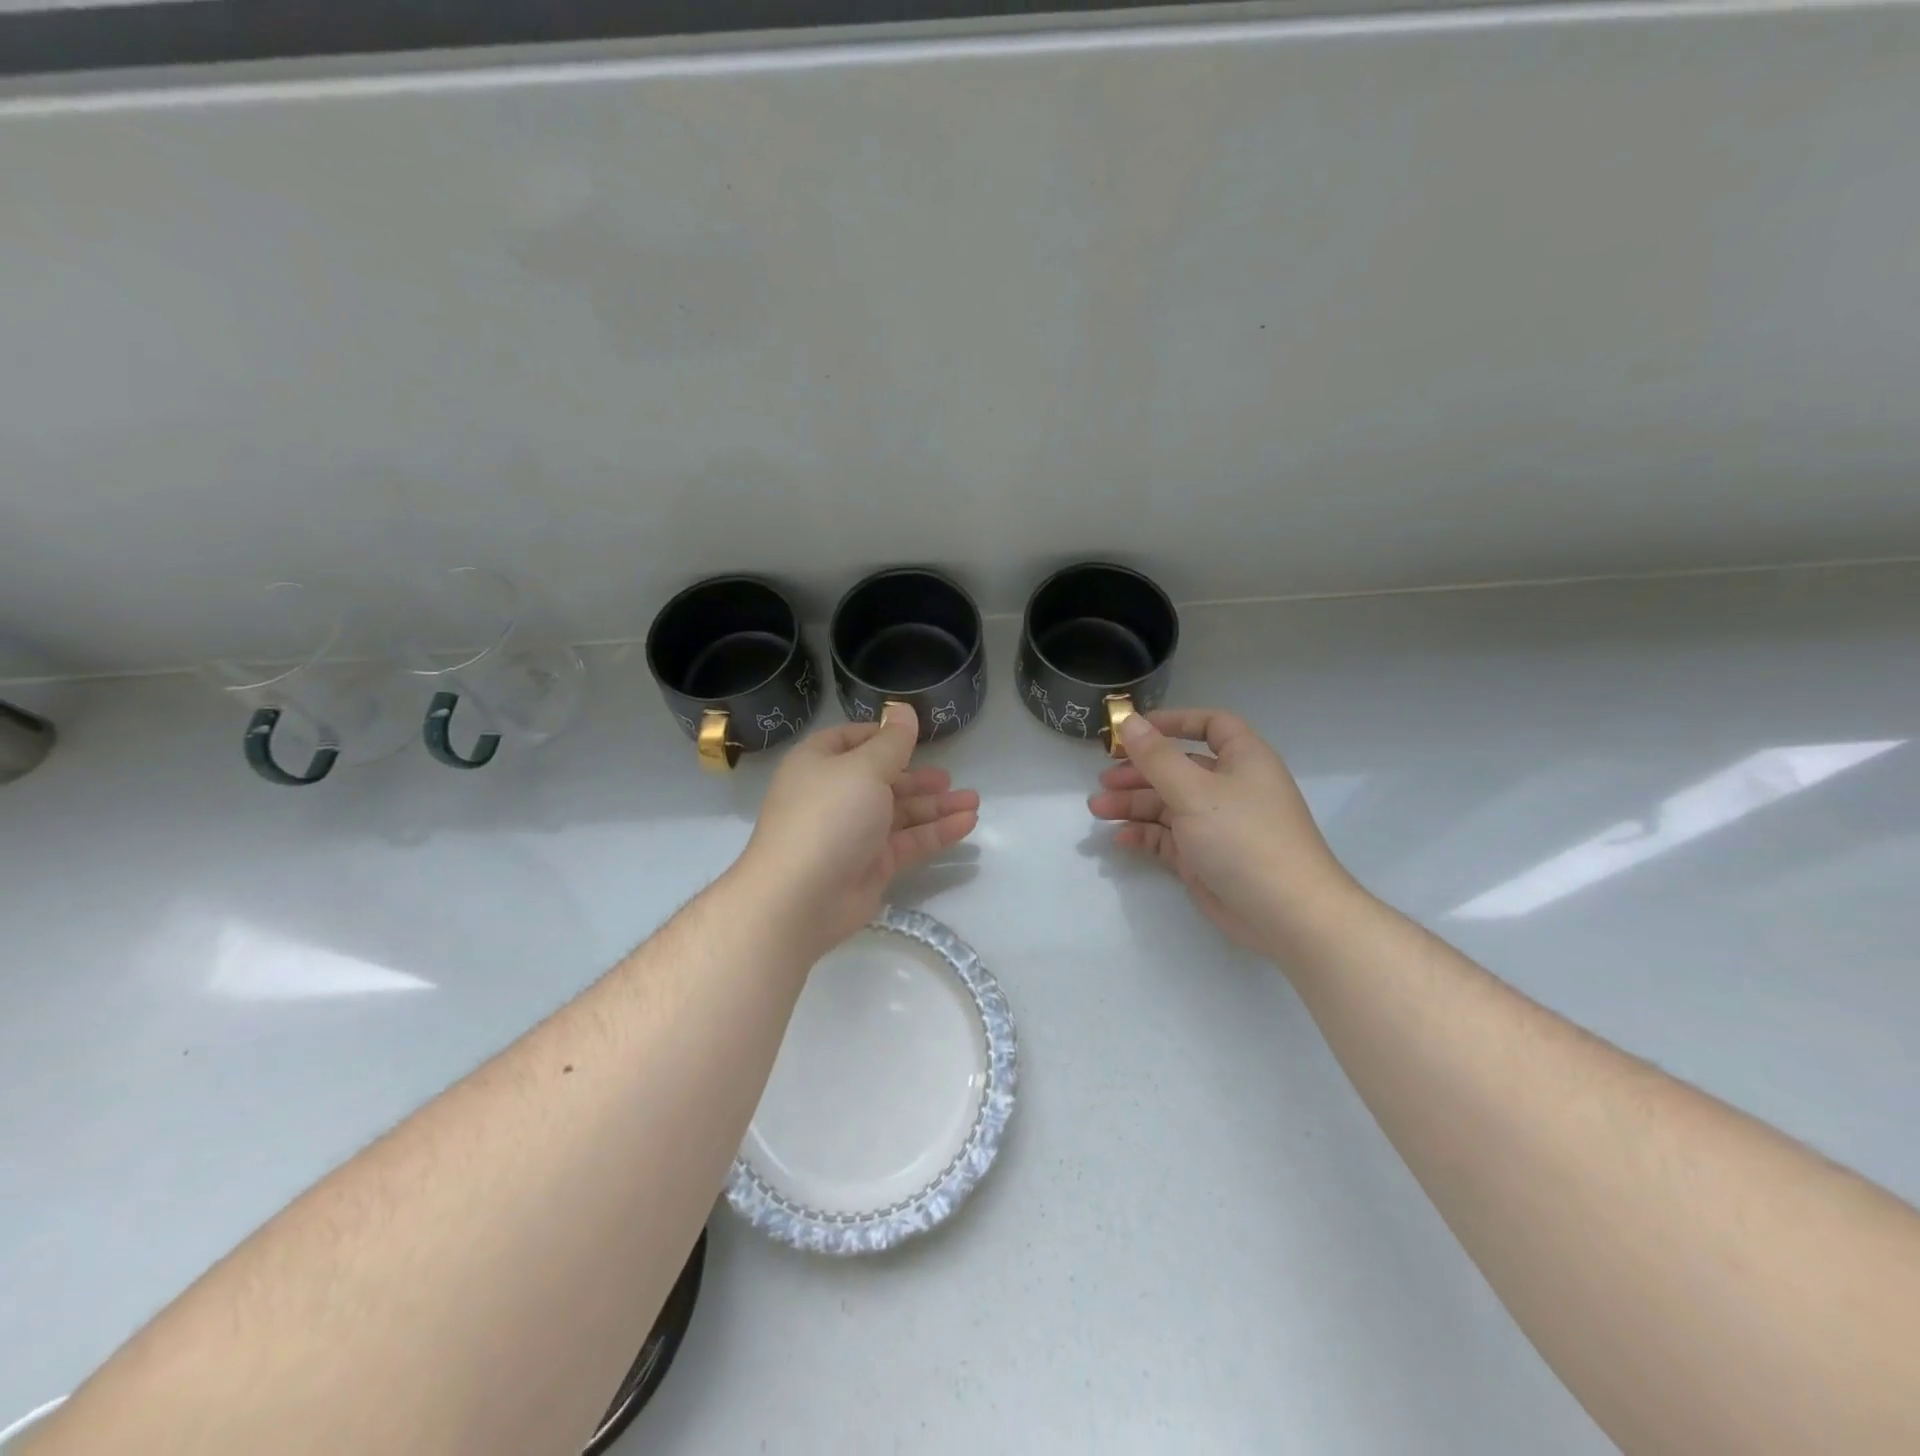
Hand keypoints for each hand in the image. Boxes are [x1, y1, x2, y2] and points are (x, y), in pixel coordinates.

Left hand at [736, 705, 979, 959]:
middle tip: (950, 779)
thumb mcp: (864, 768)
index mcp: (819, 764)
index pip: (851, 740)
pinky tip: (967, 824)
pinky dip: (936, 832)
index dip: (882, 736)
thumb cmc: (829, 816)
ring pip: (899, 813)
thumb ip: (892, 741)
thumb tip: (902, 707)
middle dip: (917, 778)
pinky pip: (907, 842)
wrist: (800, 898)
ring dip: (935, 806)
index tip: (915, 736)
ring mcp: (852, 833)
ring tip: (973, 801)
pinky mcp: (870, 865)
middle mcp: (834, 795)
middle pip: (881, 779)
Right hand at [1088, 709, 1355, 953]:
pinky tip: (1120, 838)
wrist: (1286, 915)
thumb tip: (1127, 719)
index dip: (1173, 722)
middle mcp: (1230, 787)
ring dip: (1133, 804)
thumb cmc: (1244, 838)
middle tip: (1103, 780)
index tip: (1133, 730)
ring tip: (1097, 809)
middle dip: (1139, 771)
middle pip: (1178, 767)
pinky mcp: (1205, 858)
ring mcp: (1217, 825)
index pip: (1210, 725)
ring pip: (1168, 804)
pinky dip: (1145, 835)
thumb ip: (1156, 756)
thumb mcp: (1194, 791)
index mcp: (1242, 759)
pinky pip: (1168, 838)